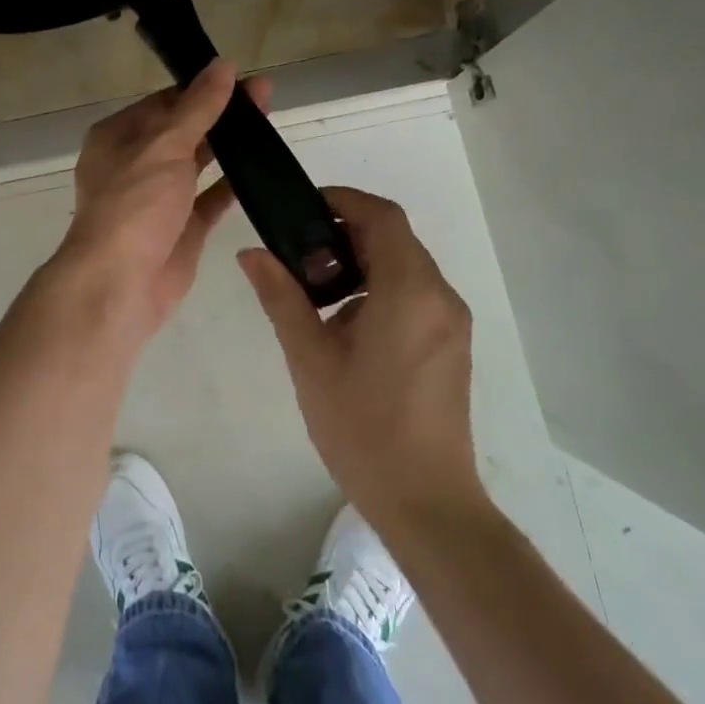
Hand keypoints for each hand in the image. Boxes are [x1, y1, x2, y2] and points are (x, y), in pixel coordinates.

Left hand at [56, 59, 269, 335]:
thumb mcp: (165, 146)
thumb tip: (223, 66)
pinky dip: (233, 185)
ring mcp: (158, 198)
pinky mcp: (181, 228)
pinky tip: (263, 170)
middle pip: (184, 129)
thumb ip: (198, 107)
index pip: (164, 102)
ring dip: (230, 146)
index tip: (241, 76)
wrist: (120, 284)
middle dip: (221, 113)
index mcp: (118, 137)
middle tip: (266, 96)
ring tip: (270, 124)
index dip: (201, 87)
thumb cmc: (134, 205)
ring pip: (199, 162)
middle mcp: (136, 163)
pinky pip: (210, 199)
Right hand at [238, 187, 492, 531]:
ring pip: (405, 267)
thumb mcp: (311, 359)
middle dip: (346, 234)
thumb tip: (251, 254)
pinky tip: (348, 328)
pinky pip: (416, 295)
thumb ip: (281, 297)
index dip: (343, 200)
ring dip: (362, 264)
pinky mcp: (453, 346)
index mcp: (409, 291)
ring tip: (317, 296)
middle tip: (299, 255)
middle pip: (394, 239)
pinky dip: (381, 290)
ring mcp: (452, 323)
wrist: (427, 503)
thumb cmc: (363, 427)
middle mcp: (440, 296)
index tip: (303, 209)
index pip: (382, 216)